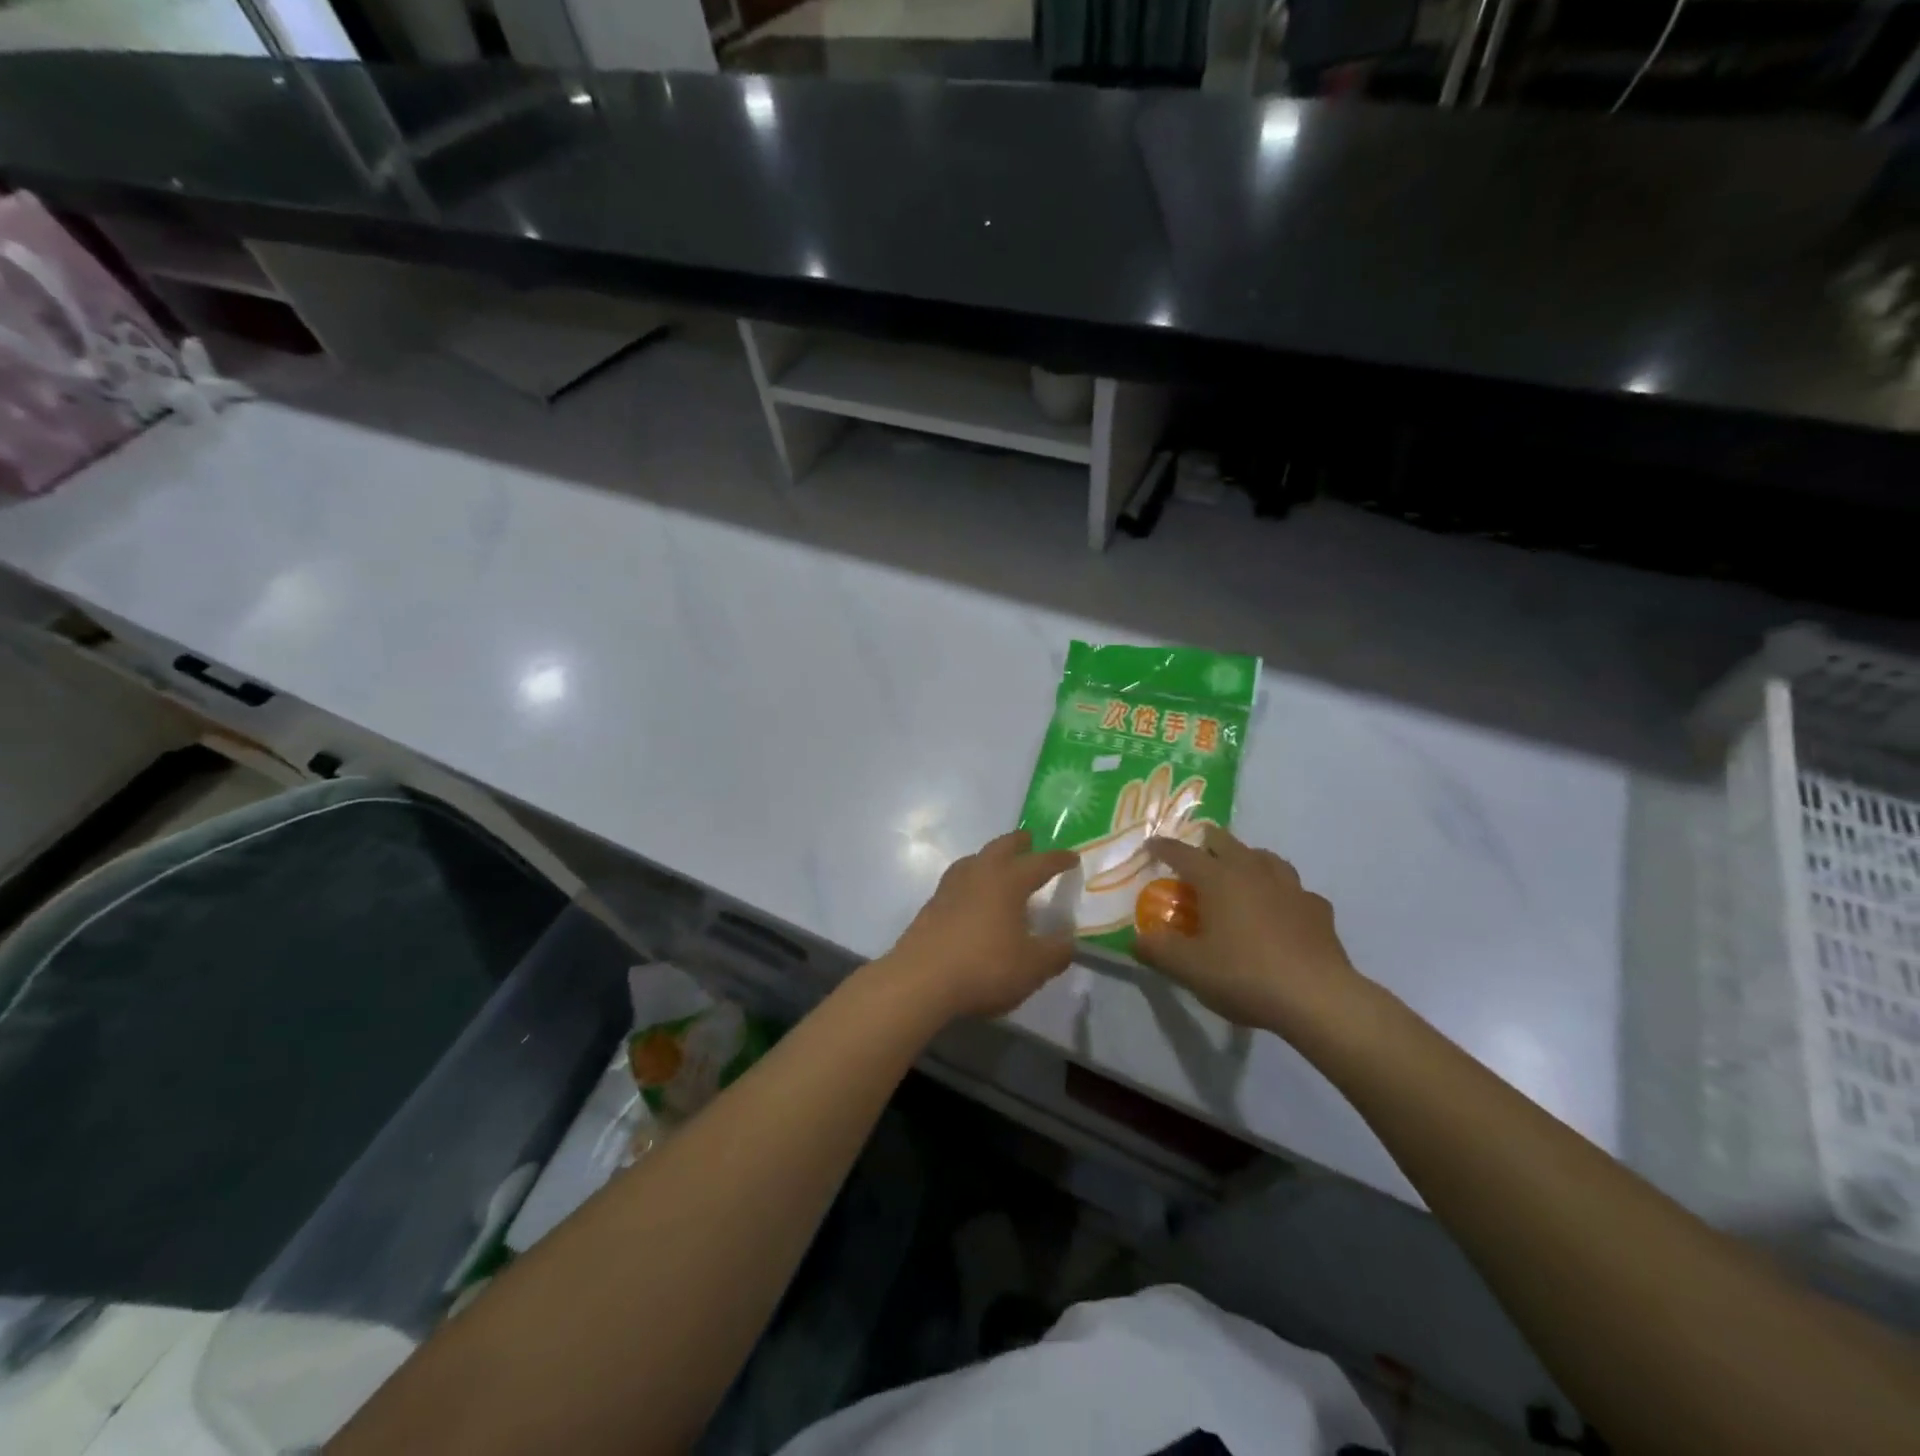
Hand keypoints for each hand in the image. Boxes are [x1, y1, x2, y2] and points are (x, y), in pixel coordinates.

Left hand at [883, 831, 1078, 1020]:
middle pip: (1000, 847)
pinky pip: (957, 880)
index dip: (1058, 860)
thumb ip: (1056, 951)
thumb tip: (1068, 939)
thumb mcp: (1033, 967)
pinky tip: (972, 896)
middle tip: (1029, 841)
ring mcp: (950, 888)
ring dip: (989, 857)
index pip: (1039, 863)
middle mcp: (978, 874)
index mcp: (1008, 881)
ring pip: (974, 860)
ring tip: (998, 864)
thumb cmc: (984, 968)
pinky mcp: (931, 905)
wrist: (920, 981)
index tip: (1071, 857)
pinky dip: (971, 878)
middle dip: (1017, 843)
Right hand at [1134, 825, 1371, 1042]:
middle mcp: (1253, 871)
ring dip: (1248, 859)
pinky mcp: (1317, 909)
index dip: (1163, 847)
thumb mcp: (1189, 968)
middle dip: (1207, 843)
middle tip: (1196, 856)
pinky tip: (1281, 909)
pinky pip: (1295, 890)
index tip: (1151, 845)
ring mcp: (1290, 887)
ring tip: (1239, 874)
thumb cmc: (1245, 975)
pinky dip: (1282, 893)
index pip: (1183, 853)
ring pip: (1265, 857)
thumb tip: (1136, 939)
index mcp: (1218, 879)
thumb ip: (1158, 950)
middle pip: (1226, 842)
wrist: (1317, 998)